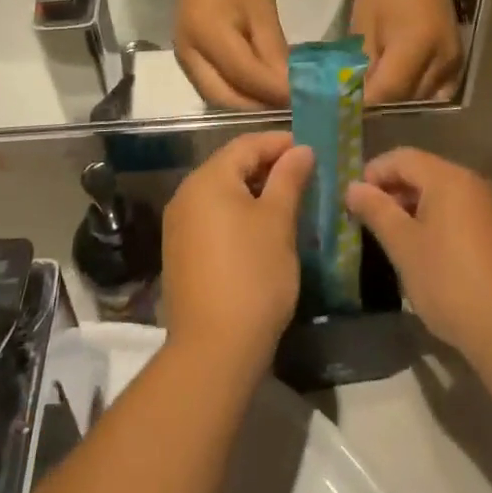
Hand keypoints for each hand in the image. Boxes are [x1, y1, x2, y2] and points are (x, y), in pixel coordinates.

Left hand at [163, 132, 313, 379]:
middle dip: (268, 166)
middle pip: (231, 166)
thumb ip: (289, 178)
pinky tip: (263, 231)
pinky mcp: (181, 252)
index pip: (247, 144)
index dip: (280, 143)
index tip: (312, 150)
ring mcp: (179, 225)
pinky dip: (239, 215)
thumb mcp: (278, 222)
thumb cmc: (253, 275)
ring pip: (222, 193)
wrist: (213, 350)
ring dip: (255, 192)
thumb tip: (301, 150)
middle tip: (305, 176)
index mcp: (208, 179)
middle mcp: (186, 194)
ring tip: (289, 202)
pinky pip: (213, 218)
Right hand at [176, 0, 290, 108]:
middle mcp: (189, 53)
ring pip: (216, 96)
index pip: (245, 76)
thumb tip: (289, 84)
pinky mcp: (187, 56)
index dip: (275, 91)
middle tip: (291, 105)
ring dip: (247, 104)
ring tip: (277, 100)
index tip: (304, 98)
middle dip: (258, 107)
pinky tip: (258, 88)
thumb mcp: (262, 7)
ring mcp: (184, 57)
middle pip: (224, 98)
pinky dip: (236, 93)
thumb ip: (273, 49)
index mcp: (208, 35)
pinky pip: (211, 85)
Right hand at [344, 148, 491, 365]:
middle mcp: (475, 182)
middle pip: (425, 172)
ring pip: (444, 193)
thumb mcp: (403, 246)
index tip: (355, 201)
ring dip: (416, 207)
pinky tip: (429, 251)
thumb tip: (353, 187)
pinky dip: (440, 220)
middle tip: (371, 220)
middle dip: (394, 191)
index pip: (402, 157)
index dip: (374, 173)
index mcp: (450, 178)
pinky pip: (462, 211)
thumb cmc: (449, 282)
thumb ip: (376, 210)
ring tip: (396, 238)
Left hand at [350, 0, 462, 104]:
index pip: (389, 91)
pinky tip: (399, 85)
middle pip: (407, 99)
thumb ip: (363, 63)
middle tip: (356, 101)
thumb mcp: (364, 25)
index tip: (344, 107)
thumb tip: (353, 96)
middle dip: (380, 104)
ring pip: (421, 99)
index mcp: (415, 45)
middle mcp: (441, 59)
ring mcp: (453, 63)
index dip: (365, 103)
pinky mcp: (457, 62)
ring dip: (397, 100)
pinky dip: (416, 93)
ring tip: (375, 92)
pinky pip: (436, 91)